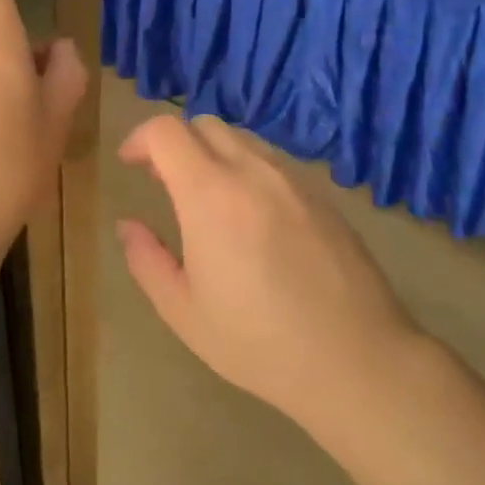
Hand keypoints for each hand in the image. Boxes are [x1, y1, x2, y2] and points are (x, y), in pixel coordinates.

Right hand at [117, 115, 424, 430]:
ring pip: (245, 140)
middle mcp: (254, 173)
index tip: (129, 164)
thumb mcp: (184, 311)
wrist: (356, 359)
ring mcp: (295, 181)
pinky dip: (248, 170)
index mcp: (211, 196)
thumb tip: (128, 226)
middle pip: (206, 125)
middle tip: (163, 180)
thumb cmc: (258, 342)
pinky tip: (252, 217)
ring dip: (214, 154)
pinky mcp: (324, 198)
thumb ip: (147, 260)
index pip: (168, 131)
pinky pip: (275, 163)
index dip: (140, 138)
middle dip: (175, 142)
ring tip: (207, 197)